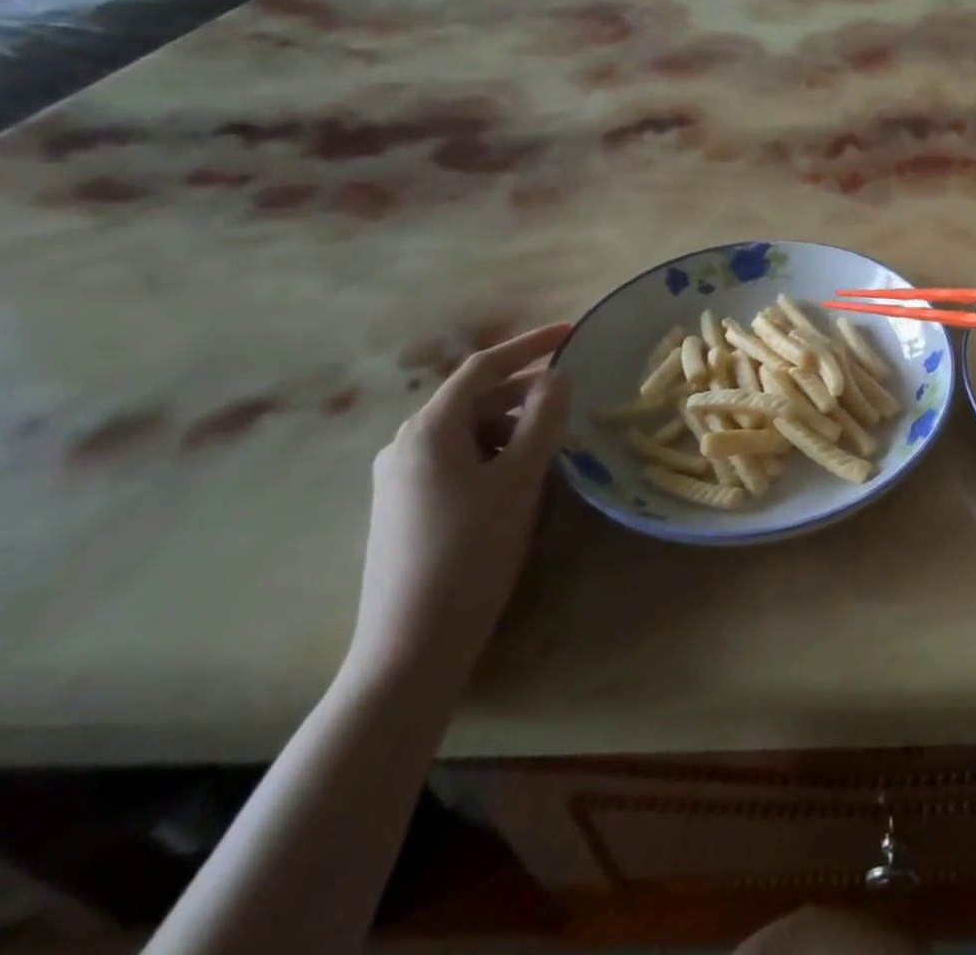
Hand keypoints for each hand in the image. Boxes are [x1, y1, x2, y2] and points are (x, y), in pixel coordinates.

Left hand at [346, 324, 572, 691]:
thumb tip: (558, 376)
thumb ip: (543, 419)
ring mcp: (401, 477)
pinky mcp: (405, 506)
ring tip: (555, 442)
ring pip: (468, 431)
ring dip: (513, 425)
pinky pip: (457, 459)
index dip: (530, 344)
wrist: (412, 642)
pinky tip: (521, 476)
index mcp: (430, 429)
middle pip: (474, 399)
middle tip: (574, 398)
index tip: (572, 332)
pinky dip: (495, 452)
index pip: (484, 367)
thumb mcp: (519, 478)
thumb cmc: (472, 549)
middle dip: (526, 392)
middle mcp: (406, 444)